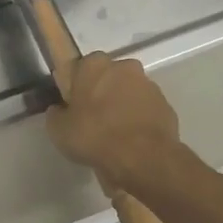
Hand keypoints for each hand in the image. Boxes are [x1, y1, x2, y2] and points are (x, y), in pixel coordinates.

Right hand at [46, 53, 179, 191]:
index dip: (76, 86)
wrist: (142, 157)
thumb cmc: (94, 136)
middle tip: (93, 118)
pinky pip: (145, 109)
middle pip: (108, 77)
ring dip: (122, 105)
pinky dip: (138, 119)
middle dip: (102, 92)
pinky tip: (131, 140)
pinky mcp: (166, 105)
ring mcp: (149, 85)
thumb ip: (56, 114)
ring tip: (114, 133)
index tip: (74, 105)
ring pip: (129, 92)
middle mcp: (124, 67)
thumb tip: (59, 110)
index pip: (80, 68)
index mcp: (94, 65)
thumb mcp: (58, 129)